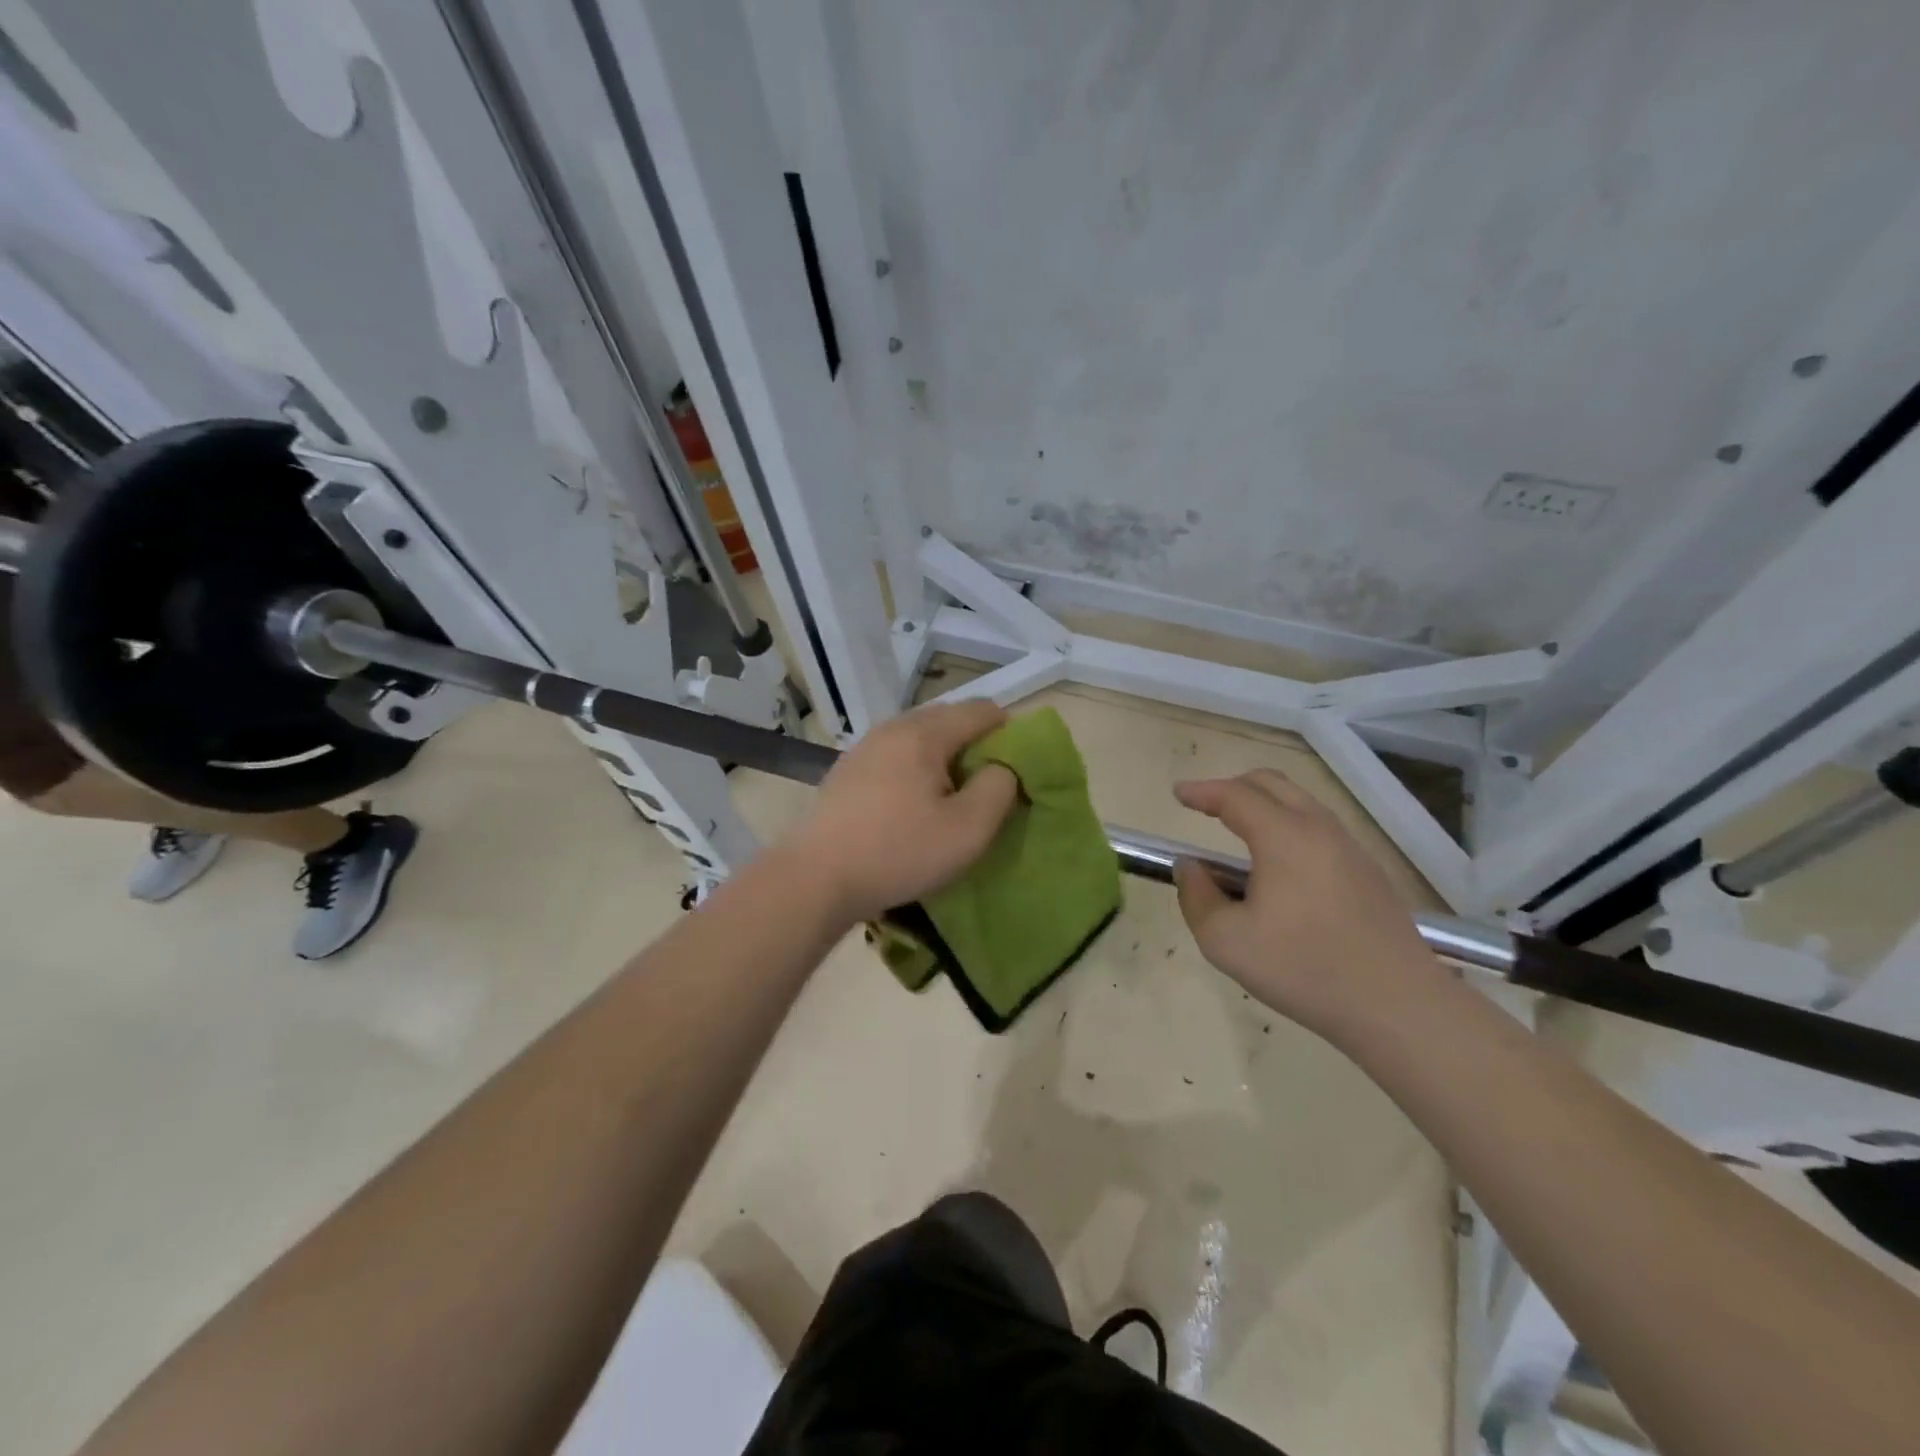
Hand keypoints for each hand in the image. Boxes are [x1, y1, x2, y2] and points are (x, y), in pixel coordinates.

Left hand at [784, 700, 1019, 923]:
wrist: (816, 878)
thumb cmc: (899, 852)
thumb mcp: (968, 829)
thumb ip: (999, 788)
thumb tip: (1005, 766)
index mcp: (924, 733)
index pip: (982, 710)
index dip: (1009, 734)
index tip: (1014, 772)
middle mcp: (892, 727)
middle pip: (948, 719)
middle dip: (974, 746)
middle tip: (984, 788)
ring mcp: (864, 747)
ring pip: (919, 738)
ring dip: (942, 759)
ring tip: (947, 800)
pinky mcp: (846, 770)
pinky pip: (894, 756)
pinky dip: (913, 770)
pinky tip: (909, 807)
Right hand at [1172, 769, 1437, 1038]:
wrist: (1399, 1006)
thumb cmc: (1304, 969)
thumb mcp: (1226, 941)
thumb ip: (1196, 897)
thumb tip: (1189, 867)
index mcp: (1284, 837)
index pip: (1235, 796)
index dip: (1202, 791)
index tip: (1178, 794)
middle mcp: (1320, 830)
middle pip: (1273, 785)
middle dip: (1233, 787)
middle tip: (1206, 806)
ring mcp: (1351, 850)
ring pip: (1301, 804)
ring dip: (1264, 806)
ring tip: (1239, 833)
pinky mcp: (1369, 873)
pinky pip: (1319, 829)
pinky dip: (1288, 826)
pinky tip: (1279, 866)